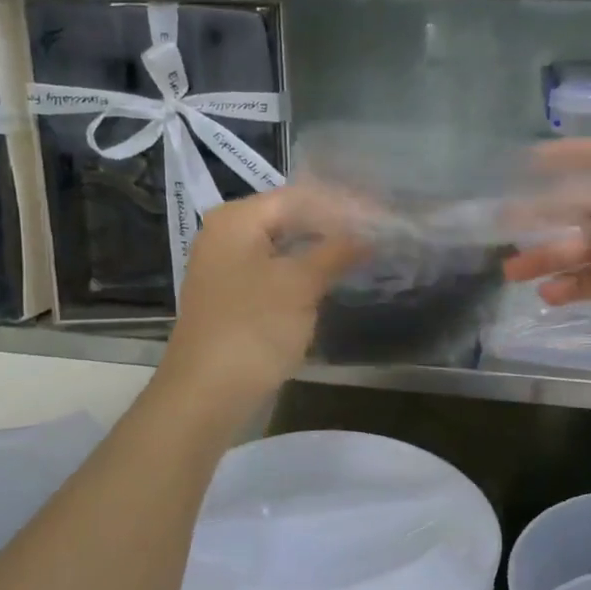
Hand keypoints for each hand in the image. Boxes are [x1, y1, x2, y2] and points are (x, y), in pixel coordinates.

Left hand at [157, 185, 362, 410]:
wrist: (207, 394)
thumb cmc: (253, 328)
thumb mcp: (300, 284)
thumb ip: (337, 251)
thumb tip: (370, 233)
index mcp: (237, 219)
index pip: (300, 195)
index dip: (344, 204)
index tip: (383, 215)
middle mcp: (227, 235)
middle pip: (292, 217)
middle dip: (335, 225)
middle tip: (378, 233)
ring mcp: (229, 268)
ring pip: (286, 246)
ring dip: (323, 249)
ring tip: (365, 253)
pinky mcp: (236, 297)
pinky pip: (278, 271)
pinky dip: (307, 271)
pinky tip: (335, 278)